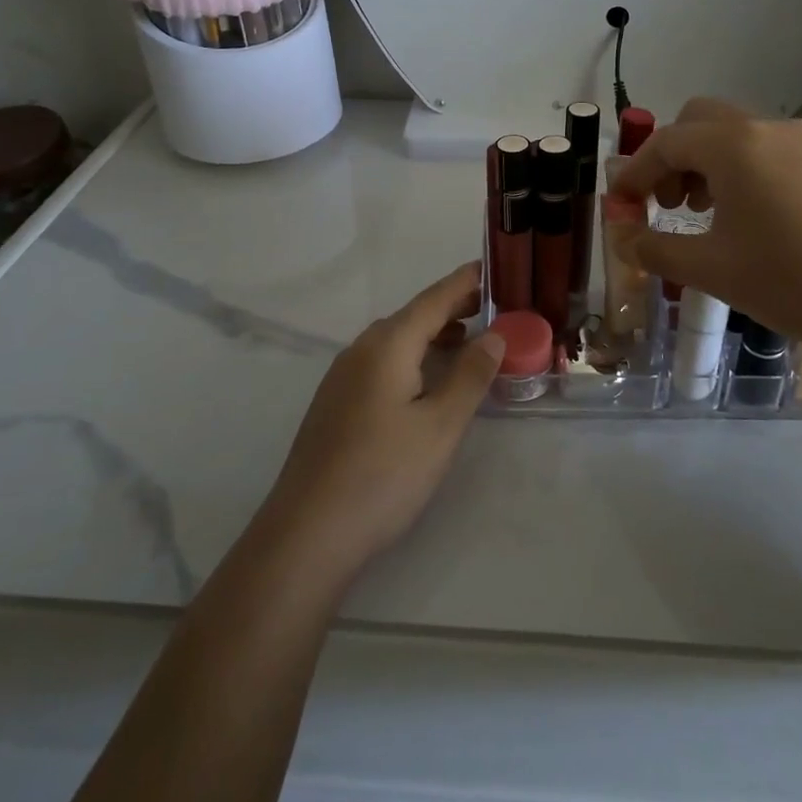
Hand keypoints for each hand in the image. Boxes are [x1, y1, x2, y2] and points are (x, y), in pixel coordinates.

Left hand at [262, 262, 502, 576]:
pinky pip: (381, 363)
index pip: (433, 299)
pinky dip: (412, 358)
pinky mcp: (335, 404)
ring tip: (467, 341)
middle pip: (412, 316)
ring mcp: (342, 377)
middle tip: (492, 308)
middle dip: (452, 308)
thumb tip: (494, 335)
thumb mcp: (441, 426)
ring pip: (395, 341)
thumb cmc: (384, 475)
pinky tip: (426, 381)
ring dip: (432, 335)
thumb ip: (470, 376)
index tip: (493, 268)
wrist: (307, 533)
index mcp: (387, 345)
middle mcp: (360, 350)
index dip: (465, 283)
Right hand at [604, 98, 801, 361]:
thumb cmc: (790, 280)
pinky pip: (767, 148)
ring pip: (735, 132)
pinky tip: (747, 213)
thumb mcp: (711, 269)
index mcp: (733, 146)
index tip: (619, 204)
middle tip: (665, 202)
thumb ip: (656, 249)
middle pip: (699, 121)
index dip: (634, 172)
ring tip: (703, 211)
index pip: (666, 143)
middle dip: (671, 156)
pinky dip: (740, 167)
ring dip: (706, 161)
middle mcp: (766, 128)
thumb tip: (625, 238)